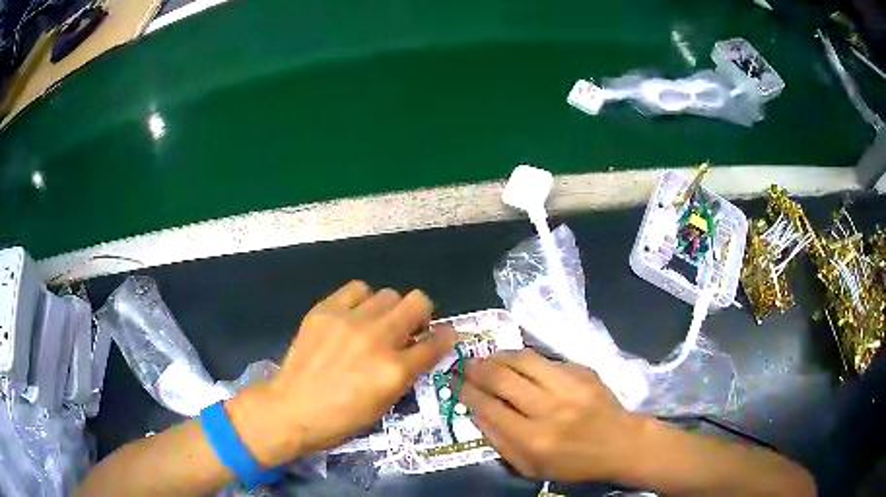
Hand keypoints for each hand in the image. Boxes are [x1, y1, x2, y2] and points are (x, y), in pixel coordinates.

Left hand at [239, 281, 456, 465]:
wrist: (292, 409)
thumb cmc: (341, 418)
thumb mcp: (384, 404)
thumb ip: (407, 373)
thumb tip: (421, 349)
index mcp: (395, 370)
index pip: (435, 343)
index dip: (445, 337)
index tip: (443, 335)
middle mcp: (377, 339)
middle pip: (418, 301)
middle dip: (421, 314)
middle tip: (409, 328)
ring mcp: (350, 321)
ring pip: (389, 293)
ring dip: (390, 309)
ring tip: (376, 323)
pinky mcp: (325, 310)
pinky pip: (357, 289)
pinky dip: (362, 300)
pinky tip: (353, 315)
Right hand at [462, 349, 642, 481]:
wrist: (620, 443)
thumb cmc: (572, 463)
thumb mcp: (530, 467)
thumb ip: (499, 441)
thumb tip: (476, 410)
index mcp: (533, 440)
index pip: (489, 408)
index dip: (467, 392)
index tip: (455, 383)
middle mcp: (550, 410)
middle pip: (502, 379)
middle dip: (477, 369)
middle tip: (466, 365)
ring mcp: (569, 386)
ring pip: (523, 360)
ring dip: (499, 356)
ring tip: (487, 357)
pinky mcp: (583, 371)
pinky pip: (546, 359)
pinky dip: (526, 359)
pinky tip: (518, 362)